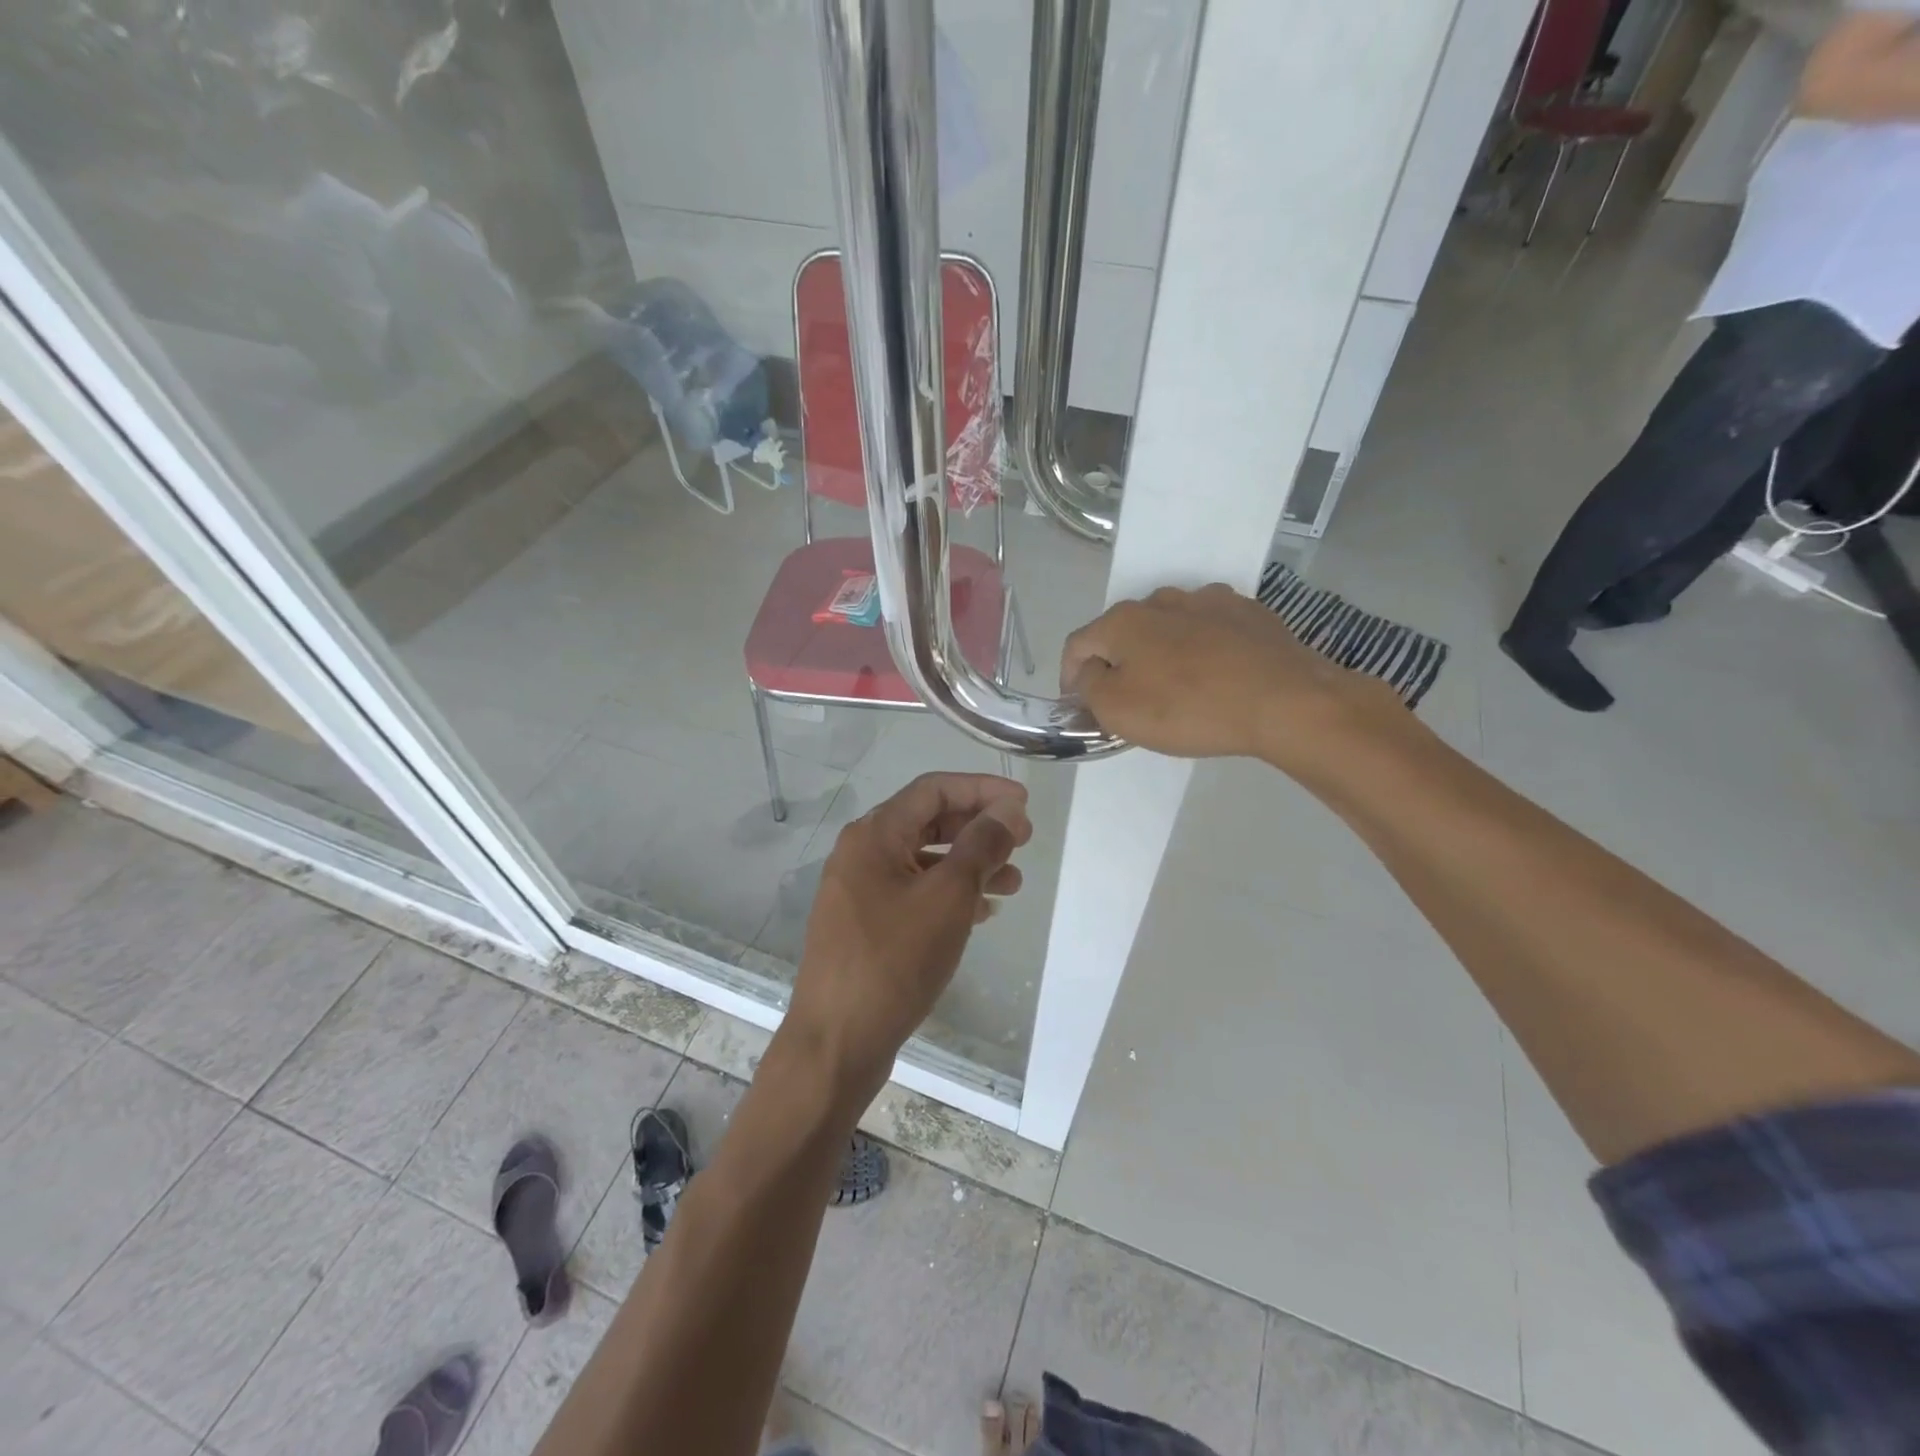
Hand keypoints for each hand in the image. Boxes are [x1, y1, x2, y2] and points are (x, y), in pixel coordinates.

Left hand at [784, 773, 1031, 1099]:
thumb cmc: (894, 960)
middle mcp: (862, 853)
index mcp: (874, 834)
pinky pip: (914, 893)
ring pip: (924, 860)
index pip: (934, 789)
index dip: (982, 789)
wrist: (836, 1042)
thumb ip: (981, 846)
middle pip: (928, 821)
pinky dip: (949, 894)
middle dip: (978, 827)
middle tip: (1023, 841)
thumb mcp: (948, 897)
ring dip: (970, 864)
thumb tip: (1008, 809)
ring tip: (1013, 883)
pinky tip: (982, 911)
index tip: (1023, 804)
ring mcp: (860, 891)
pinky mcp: (866, 925)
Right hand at [1061, 583, 1399, 766]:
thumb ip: (1089, 686)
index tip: (1079, 706)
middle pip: (1123, 633)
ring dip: (1159, 653)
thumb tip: (1091, 670)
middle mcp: (1162, 600)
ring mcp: (1209, 601)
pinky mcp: (1248, 613)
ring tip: (1175, 687)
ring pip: (1167, 628)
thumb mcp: (1118, 710)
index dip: (1070, 677)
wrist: (1285, 701)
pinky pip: (1208, 630)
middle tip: (1129, 700)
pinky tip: (1216, 675)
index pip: (1078, 645)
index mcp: (1123, 620)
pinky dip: (1200, 649)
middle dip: (1117, 664)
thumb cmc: (1189, 708)